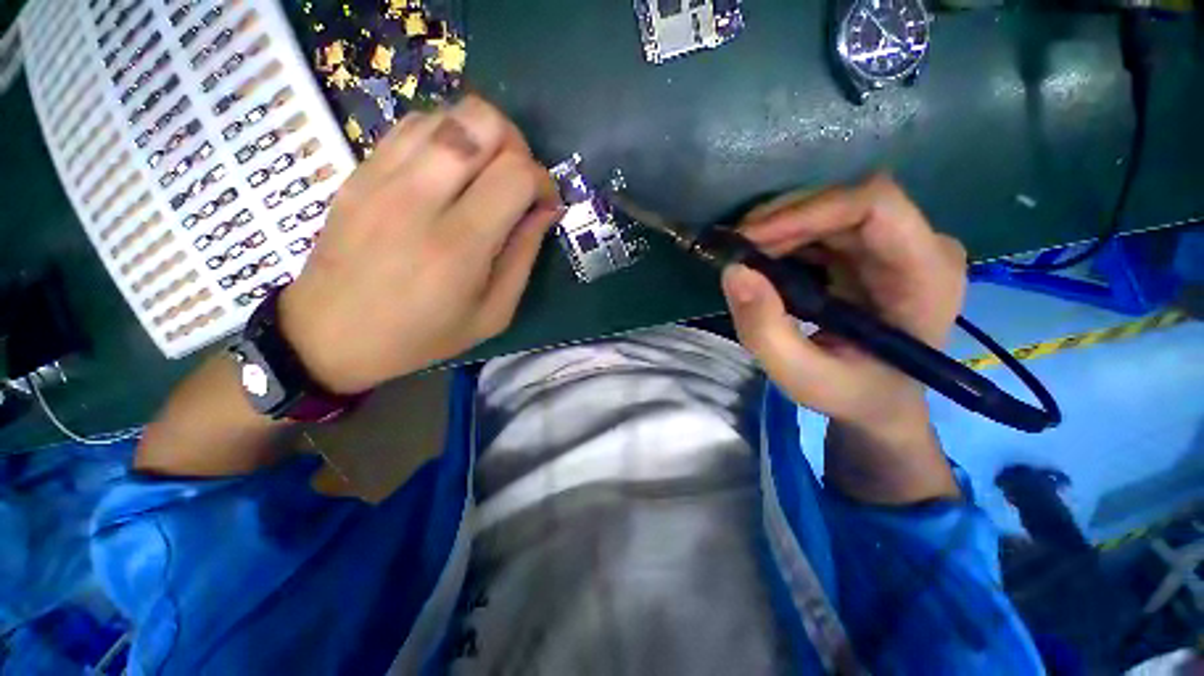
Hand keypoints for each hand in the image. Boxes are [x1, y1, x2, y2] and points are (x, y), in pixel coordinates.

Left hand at [278, 96, 561, 393]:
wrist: (331, 334)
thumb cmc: (422, 334)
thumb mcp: (493, 314)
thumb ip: (524, 257)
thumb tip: (546, 210)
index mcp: (459, 244)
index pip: (516, 173)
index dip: (543, 181)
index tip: (544, 204)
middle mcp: (420, 197)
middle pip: (483, 122)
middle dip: (516, 145)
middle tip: (517, 181)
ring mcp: (383, 176)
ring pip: (449, 114)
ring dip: (481, 138)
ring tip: (485, 175)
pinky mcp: (360, 170)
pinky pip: (414, 125)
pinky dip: (446, 136)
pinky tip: (449, 171)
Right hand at [721, 176, 966, 437]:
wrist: (878, 400)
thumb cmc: (851, 393)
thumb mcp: (801, 376)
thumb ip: (764, 330)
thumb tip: (733, 272)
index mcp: (925, 276)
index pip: (876, 205)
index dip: (807, 210)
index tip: (750, 239)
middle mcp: (920, 246)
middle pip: (846, 202)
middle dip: (781, 221)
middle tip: (735, 251)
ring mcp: (896, 244)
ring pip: (829, 208)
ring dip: (778, 228)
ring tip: (743, 258)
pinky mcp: (871, 249)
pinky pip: (822, 225)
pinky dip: (783, 238)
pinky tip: (762, 262)